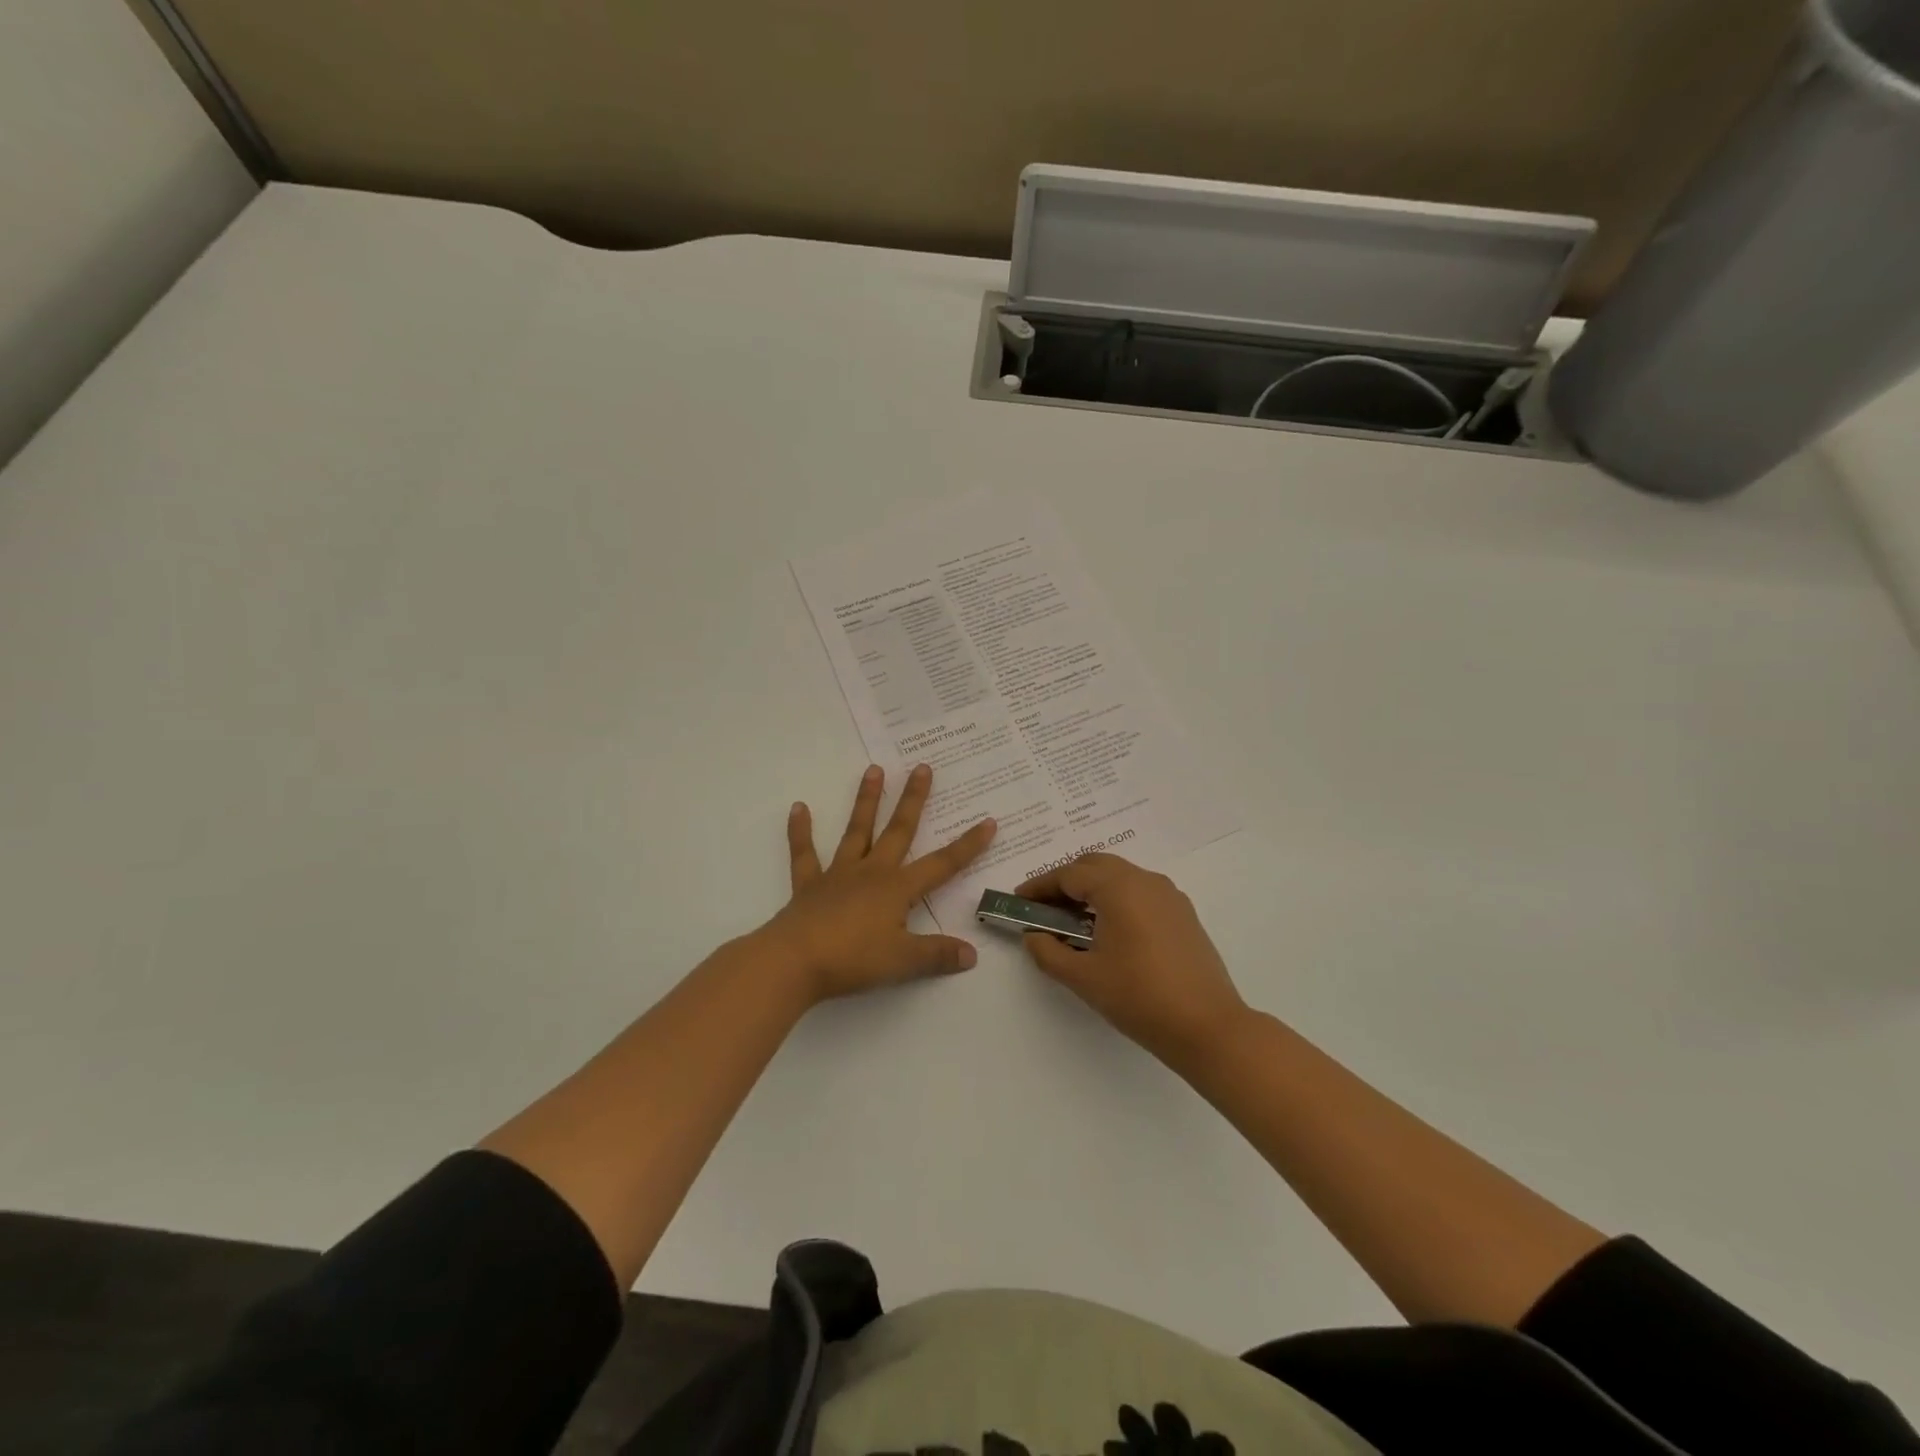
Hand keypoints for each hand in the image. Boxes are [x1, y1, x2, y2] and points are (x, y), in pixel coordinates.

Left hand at [759, 764, 996, 1006]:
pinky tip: (798, 808)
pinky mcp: (809, 885)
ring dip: (866, 800)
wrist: (794, 961)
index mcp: (897, 889)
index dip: (967, 846)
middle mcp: (871, 872)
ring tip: (874, 769)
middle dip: (913, 800)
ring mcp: (838, 875)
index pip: (942, 865)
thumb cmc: (853, 960)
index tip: (988, 821)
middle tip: (922, 767)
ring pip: (857, 831)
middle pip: (898, 831)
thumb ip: (937, 955)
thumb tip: (972, 954)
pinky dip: (801, 831)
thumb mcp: (903, 962)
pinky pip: (804, 854)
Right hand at [1017, 853, 1245, 1069]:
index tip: (1019, 901)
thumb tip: (1034, 935)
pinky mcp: (1183, 914)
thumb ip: (1048, 951)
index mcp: (1119, 887)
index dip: (1040, 886)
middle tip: (1043, 908)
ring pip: (1120, 877)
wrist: (1207, 1027)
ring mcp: (1169, 895)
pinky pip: (1140, 893)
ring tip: (1072, 921)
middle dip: (1065, 882)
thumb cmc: (1139, 997)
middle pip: (1095, 866)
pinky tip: (1108, 931)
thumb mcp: (1083, 977)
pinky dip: (1116, 900)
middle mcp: (1145, 880)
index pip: (1069, 875)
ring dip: (1092, 890)